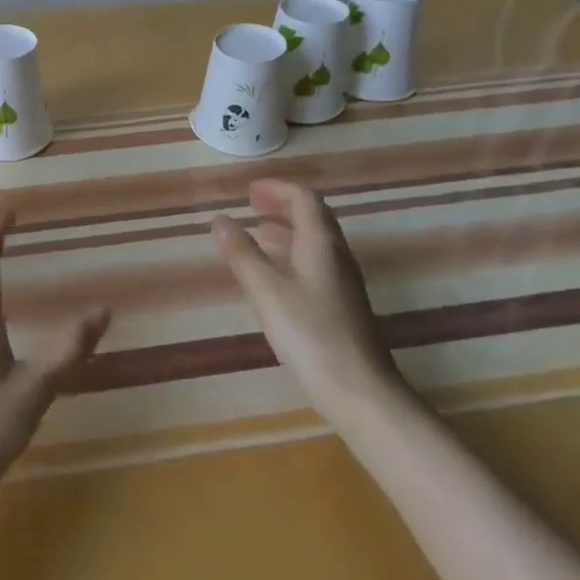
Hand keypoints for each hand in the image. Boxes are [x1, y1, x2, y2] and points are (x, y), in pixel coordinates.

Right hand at [211, 180, 404, 416]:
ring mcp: (343, 281)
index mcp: (321, 243)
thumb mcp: (267, 291)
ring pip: (315, 241)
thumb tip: (220, 220)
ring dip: (287, 229)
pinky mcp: (342, 305)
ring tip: (257, 232)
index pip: (304, 198)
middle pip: (313, 216)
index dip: (277, 189)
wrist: (360, 391)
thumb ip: (242, 254)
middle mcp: (337, 255)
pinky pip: (315, 262)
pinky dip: (292, 253)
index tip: (248, 191)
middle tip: (251, 204)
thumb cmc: (310, 334)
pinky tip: (275, 274)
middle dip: (282, 204)